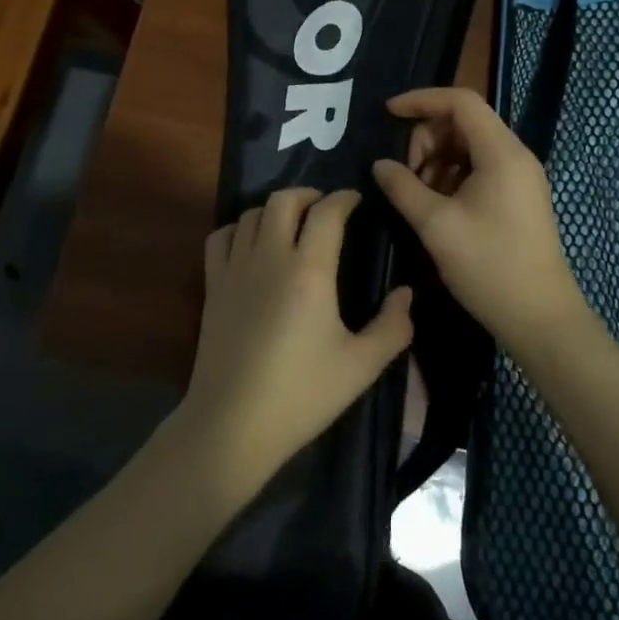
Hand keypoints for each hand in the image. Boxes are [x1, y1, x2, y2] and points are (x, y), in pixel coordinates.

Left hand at [180, 188, 412, 499]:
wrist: (233, 424)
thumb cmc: (302, 395)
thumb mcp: (361, 366)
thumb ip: (392, 327)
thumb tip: (406, 293)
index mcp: (310, 271)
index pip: (327, 212)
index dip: (344, 198)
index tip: (356, 199)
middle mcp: (270, 256)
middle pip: (284, 199)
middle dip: (308, 194)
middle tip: (325, 209)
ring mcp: (235, 268)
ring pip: (251, 213)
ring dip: (275, 210)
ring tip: (291, 224)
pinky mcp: (212, 285)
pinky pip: (220, 237)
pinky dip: (238, 229)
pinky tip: (251, 244)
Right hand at [372, 88, 587, 355]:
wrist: (540, 319)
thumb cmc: (489, 266)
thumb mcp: (436, 226)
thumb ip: (403, 187)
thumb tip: (379, 165)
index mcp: (501, 152)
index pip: (461, 101)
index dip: (421, 100)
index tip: (388, 112)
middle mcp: (515, 155)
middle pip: (463, 122)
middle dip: (427, 139)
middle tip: (406, 175)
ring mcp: (519, 177)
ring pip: (469, 146)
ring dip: (437, 160)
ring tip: (419, 197)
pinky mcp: (517, 197)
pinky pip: (479, 168)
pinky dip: (452, 177)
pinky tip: (437, 206)